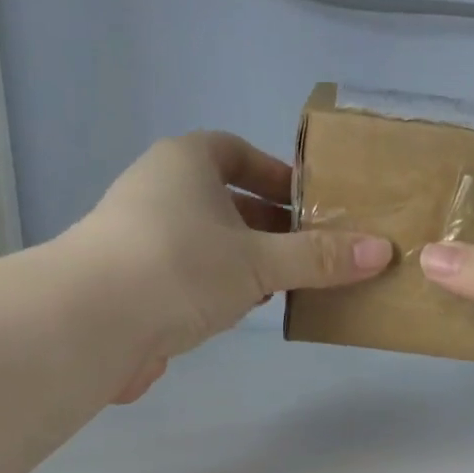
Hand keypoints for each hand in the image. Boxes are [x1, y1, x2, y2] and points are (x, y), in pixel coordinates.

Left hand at [71, 132, 391, 399]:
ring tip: (278, 288)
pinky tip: (233, 315)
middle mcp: (156, 190)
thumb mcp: (259, 261)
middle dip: (264, 226)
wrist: (92, 321)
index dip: (274, 174)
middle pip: (221, 200)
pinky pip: (184, 276)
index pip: (235, 151)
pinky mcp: (130, 284)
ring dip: (239, 262)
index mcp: (185, 162)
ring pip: (203, 242)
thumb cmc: (181, 267)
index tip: (308, 204)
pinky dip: (213, 289)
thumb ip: (317, 259)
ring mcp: (138, 238)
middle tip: (305, 254)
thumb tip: (381, 251)